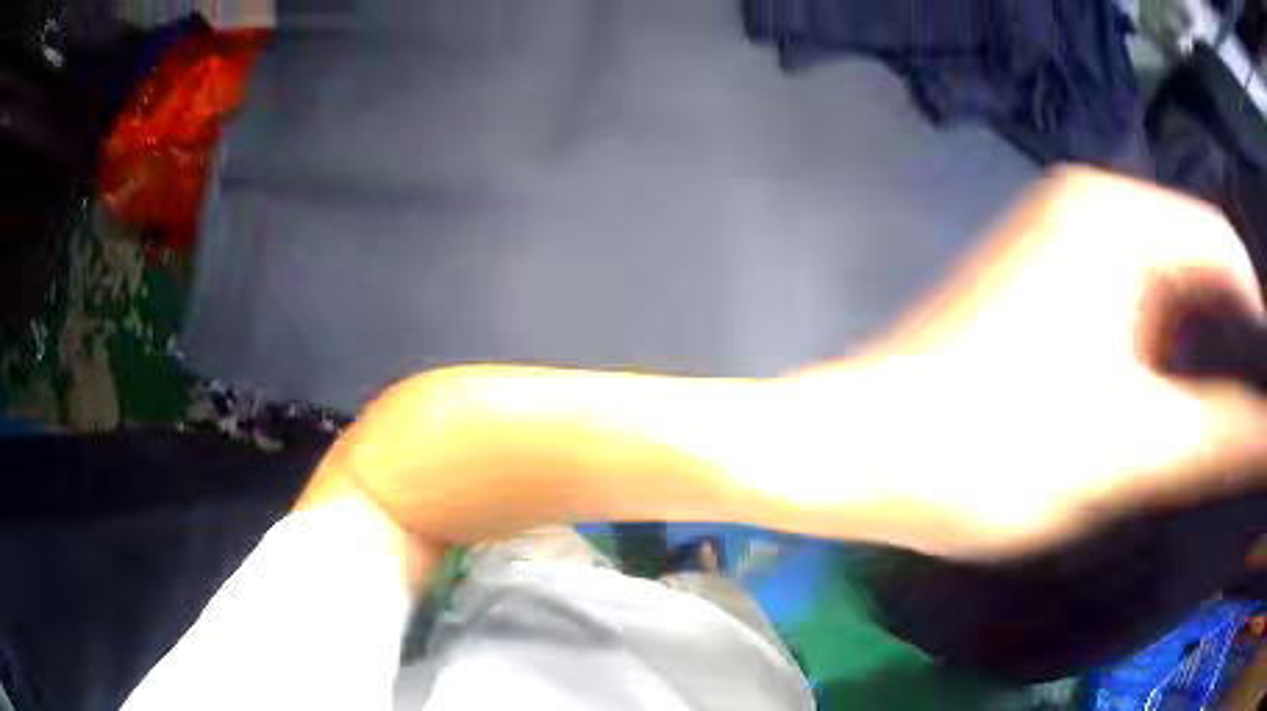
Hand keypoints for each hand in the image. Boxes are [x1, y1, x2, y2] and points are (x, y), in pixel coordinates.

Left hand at [764, 168, 1266, 559]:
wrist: (867, 453)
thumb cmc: (994, 449)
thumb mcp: (1133, 447)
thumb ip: (1222, 434)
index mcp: (1117, 216)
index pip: (1223, 246)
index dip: (1255, 318)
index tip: (1264, 391)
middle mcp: (1088, 208)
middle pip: (1194, 264)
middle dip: (1226, 337)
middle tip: (1240, 416)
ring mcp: (1060, 242)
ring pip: (1163, 287)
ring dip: (1194, 349)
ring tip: (1210, 419)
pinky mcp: (1041, 283)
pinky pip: (1128, 305)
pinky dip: (1157, 349)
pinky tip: (1161, 402)